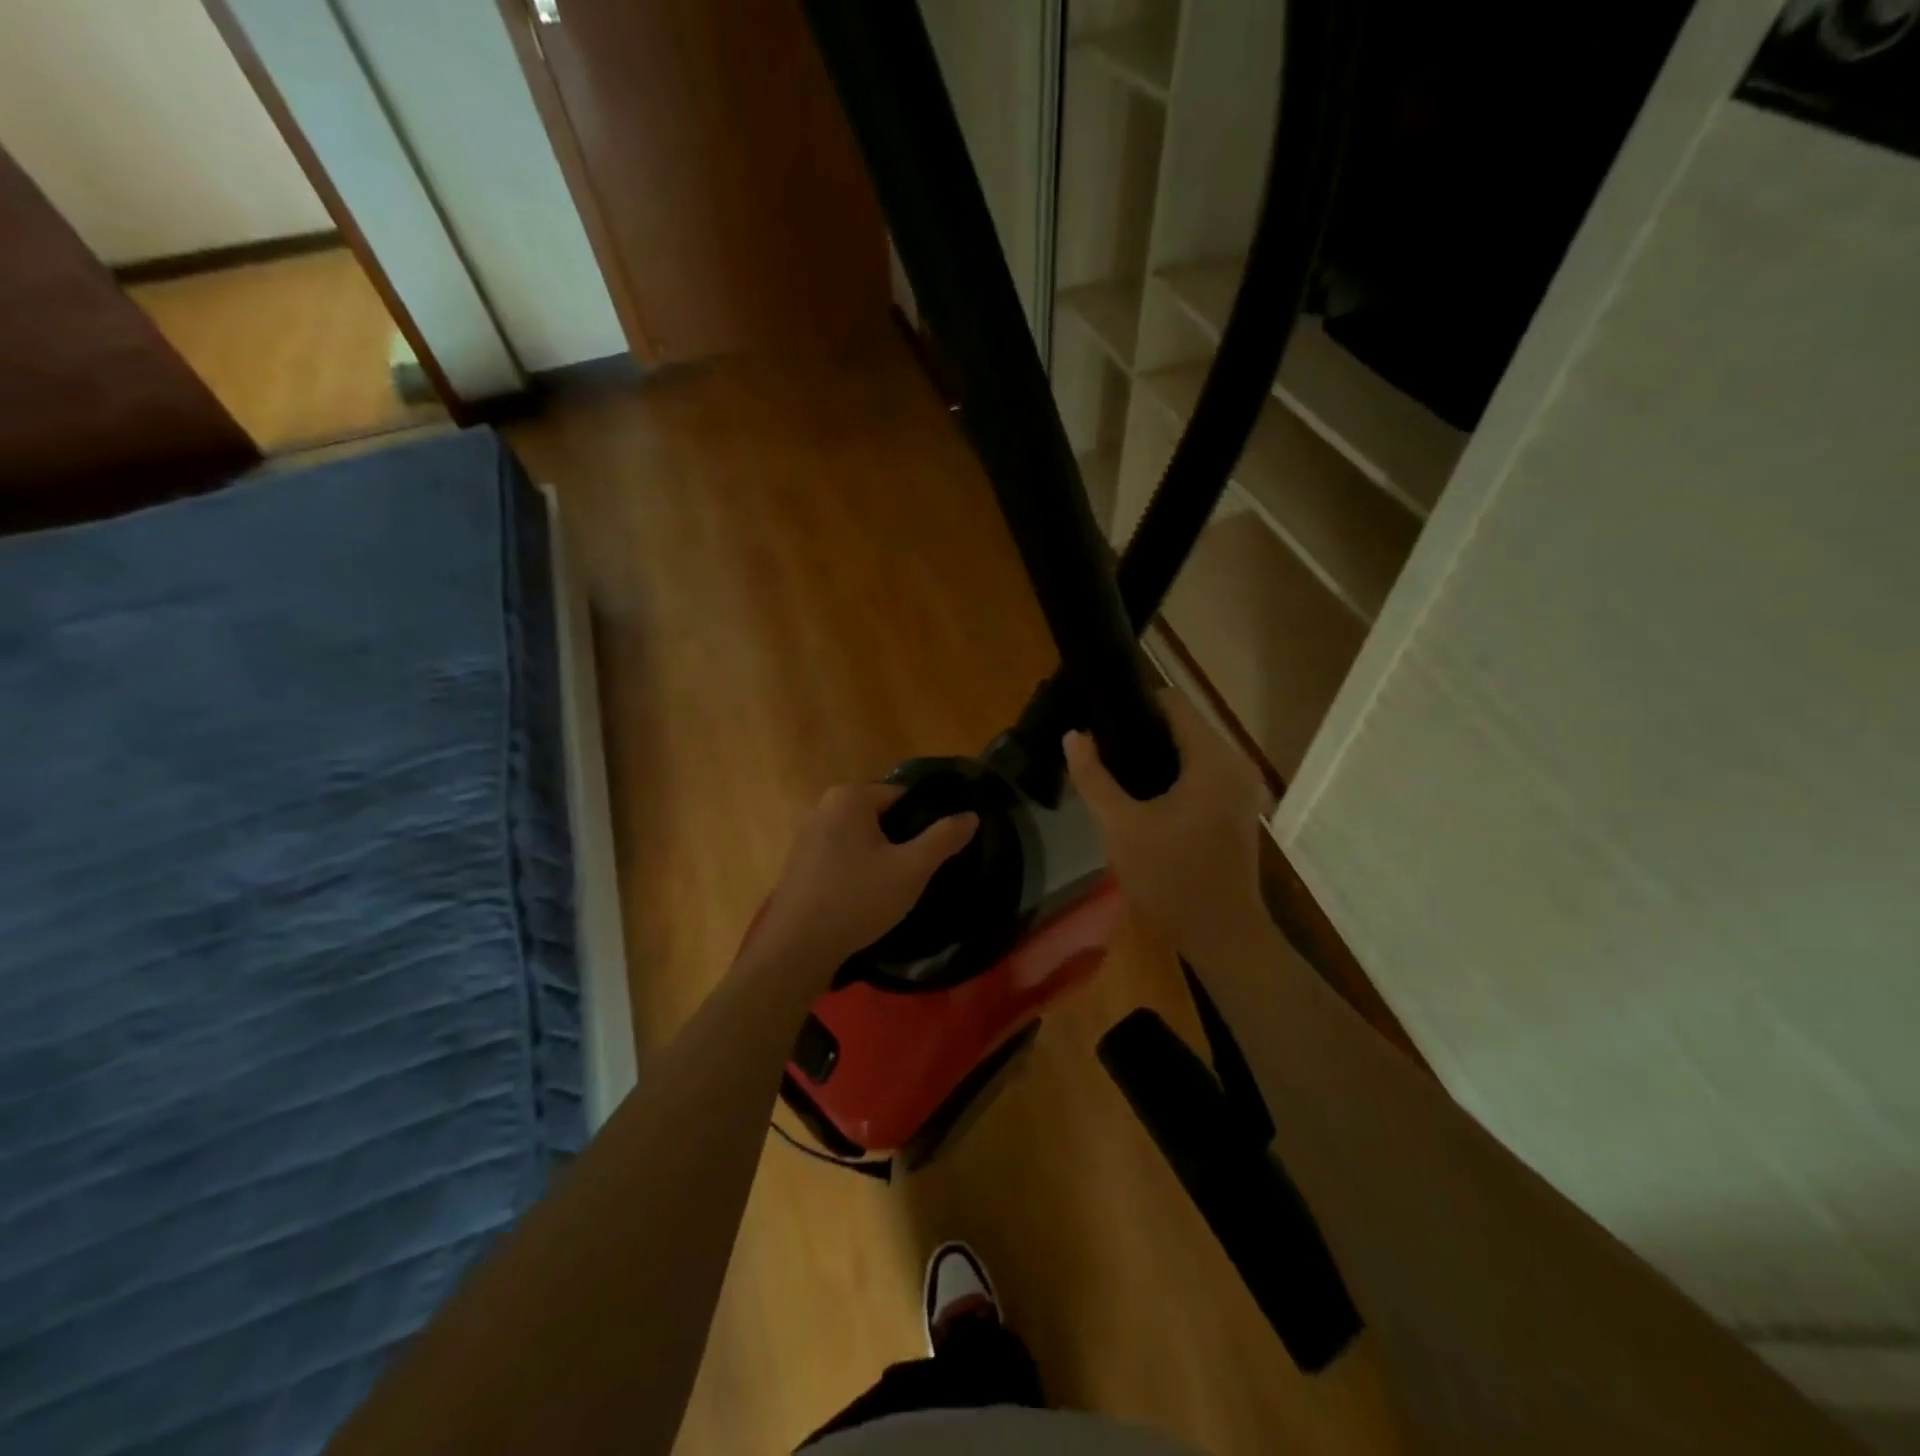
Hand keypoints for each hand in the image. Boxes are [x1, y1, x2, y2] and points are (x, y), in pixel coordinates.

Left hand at [747, 783, 977, 988]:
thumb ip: (944, 839)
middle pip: (879, 815)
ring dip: (878, 855)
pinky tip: (866, 896)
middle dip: (901, 839)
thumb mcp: (911, 869)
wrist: (797, 949)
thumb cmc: (858, 900)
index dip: (924, 820)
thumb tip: (971, 816)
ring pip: (859, 837)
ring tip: (896, 886)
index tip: (937, 849)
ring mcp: (805, 834)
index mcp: (849, 797)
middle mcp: (822, 806)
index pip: (902, 796)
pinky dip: (856, 868)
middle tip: (918, 871)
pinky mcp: (798, 862)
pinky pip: (839, 854)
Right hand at [1064, 691, 1269, 955]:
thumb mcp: (1121, 826)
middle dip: (1140, 730)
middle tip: (1099, 746)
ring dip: (1155, 753)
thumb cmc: (1171, 878)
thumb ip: (1093, 777)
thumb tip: (1073, 736)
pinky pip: (1200, 772)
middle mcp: (1234, 763)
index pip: (1173, 703)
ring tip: (1113, 767)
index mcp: (1212, 759)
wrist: (1222, 934)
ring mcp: (1240, 787)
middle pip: (1183, 724)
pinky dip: (1172, 773)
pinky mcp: (1236, 807)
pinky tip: (1142, 793)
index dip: (1133, 703)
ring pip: (1191, 750)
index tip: (1098, 715)